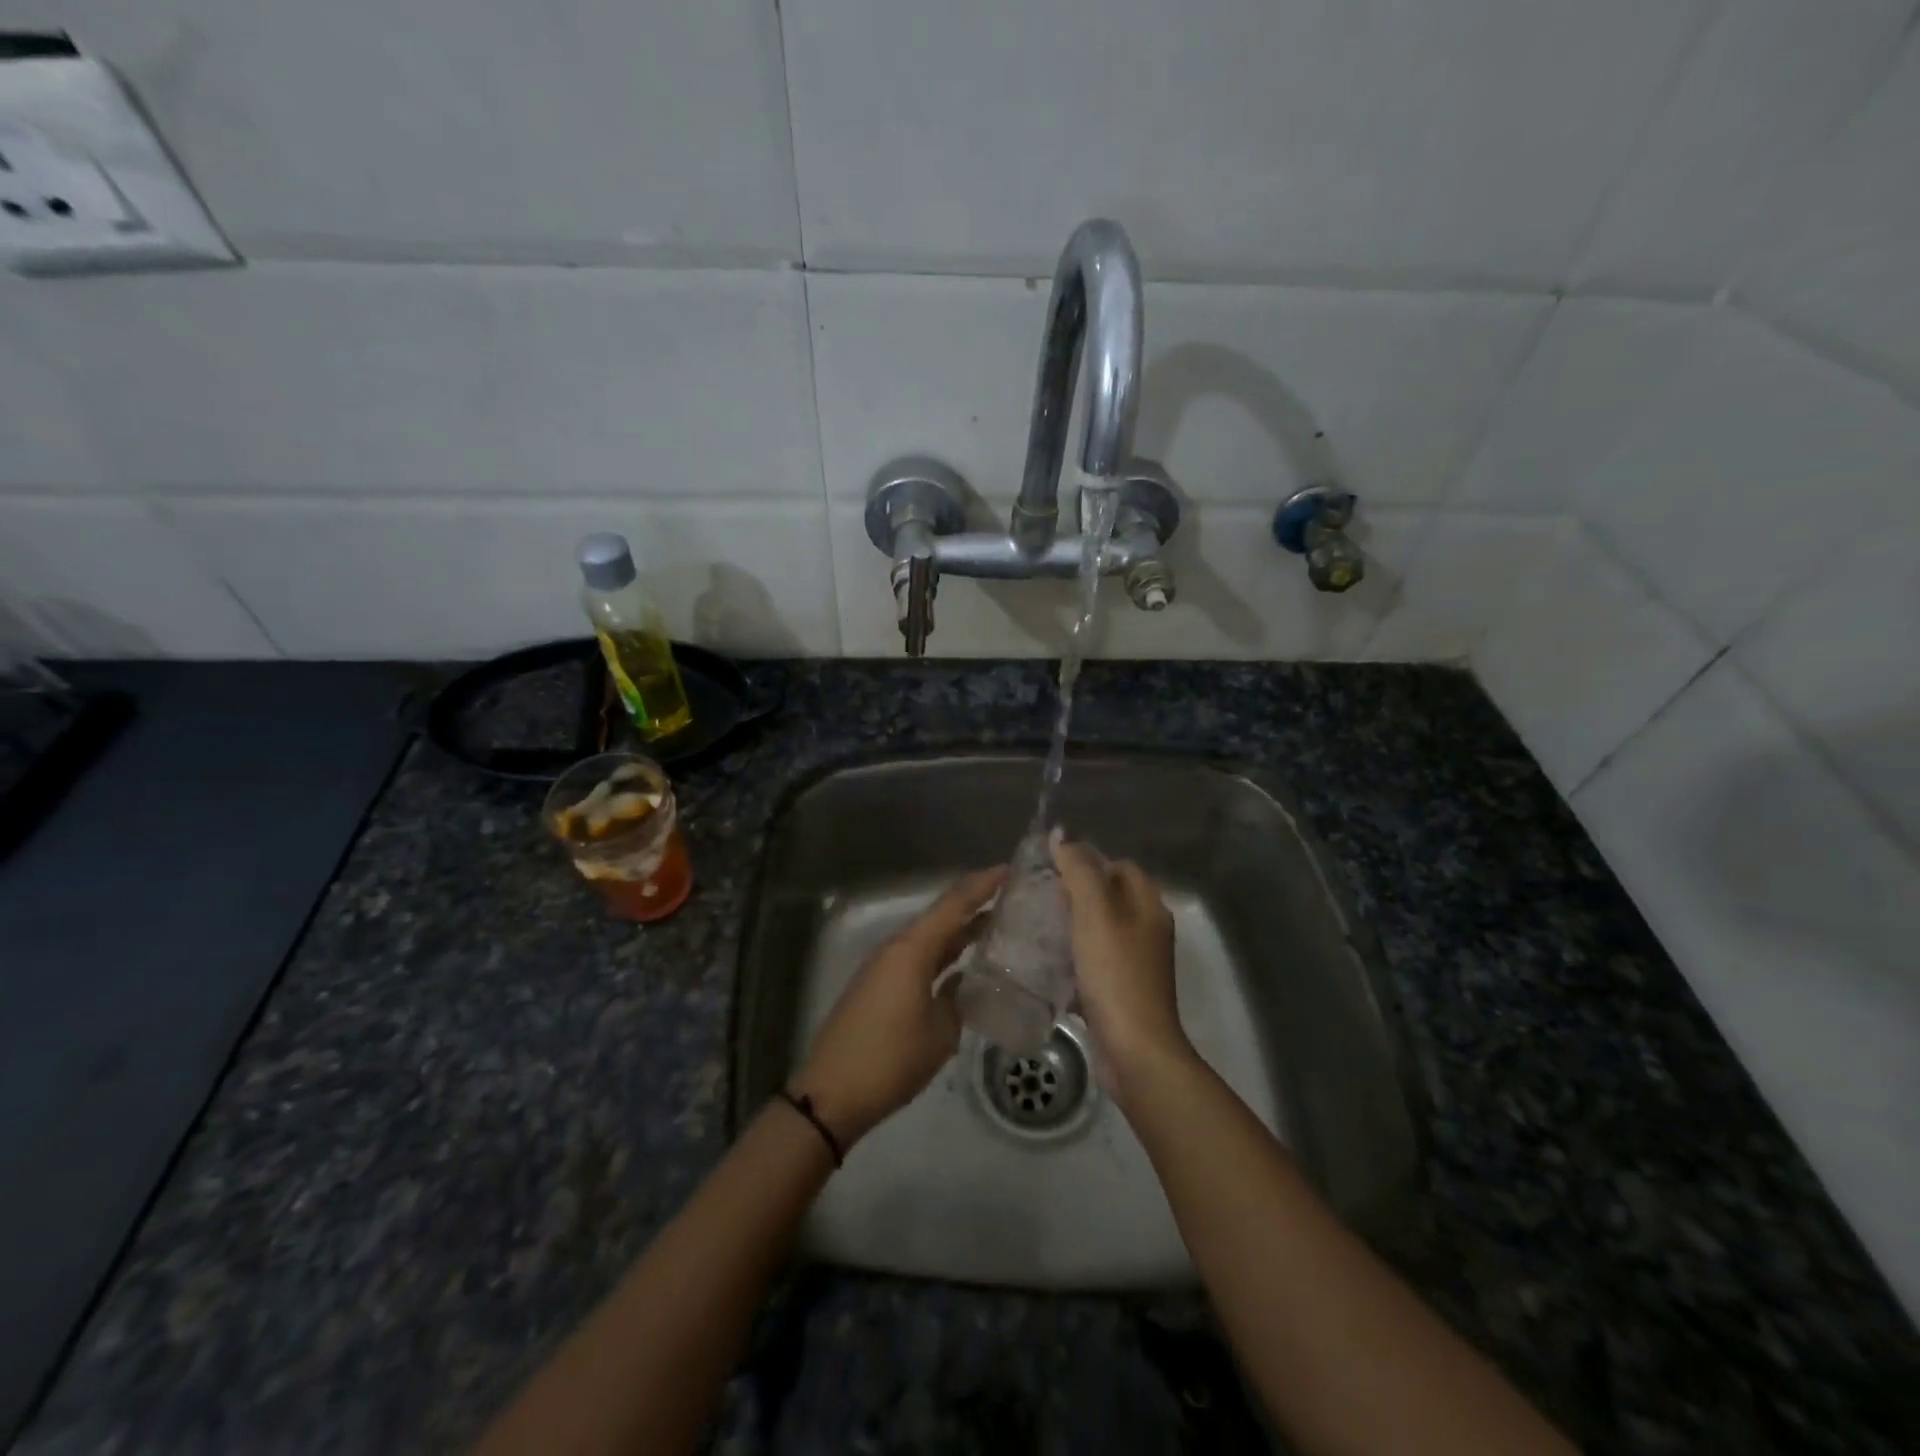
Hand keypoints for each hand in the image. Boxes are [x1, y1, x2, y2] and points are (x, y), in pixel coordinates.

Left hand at [792, 867, 1004, 1148]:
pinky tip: (964, 965)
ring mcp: (885, 966)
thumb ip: (959, 998)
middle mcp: (897, 948)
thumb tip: (967, 981)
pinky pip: (918, 957)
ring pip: (930, 937)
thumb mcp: (941, 1032)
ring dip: (960, 931)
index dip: (983, 884)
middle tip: (1014, 899)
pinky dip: (944, 954)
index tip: (1012, 869)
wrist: (832, 1093)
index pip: (954, 903)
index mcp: (912, 949)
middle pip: (941, 915)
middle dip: (975, 904)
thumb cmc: (891, 1059)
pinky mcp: (879, 985)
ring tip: (998, 927)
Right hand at [1051, 835, 1190, 1105]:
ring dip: (1073, 926)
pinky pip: (1095, 962)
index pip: (1121, 867)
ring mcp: (1136, 964)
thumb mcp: (1095, 914)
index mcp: (1149, 907)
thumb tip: (1061, 836)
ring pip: (1101, 931)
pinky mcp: (1122, 991)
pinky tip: (1048, 963)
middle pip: (1111, 898)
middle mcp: (1147, 931)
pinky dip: (1074, 957)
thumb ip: (1079, 871)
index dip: (1089, 861)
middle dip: (1076, 893)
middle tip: (1039, 897)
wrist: (1135, 1051)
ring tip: (1037, 926)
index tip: (1053, 869)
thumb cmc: (1116, 975)